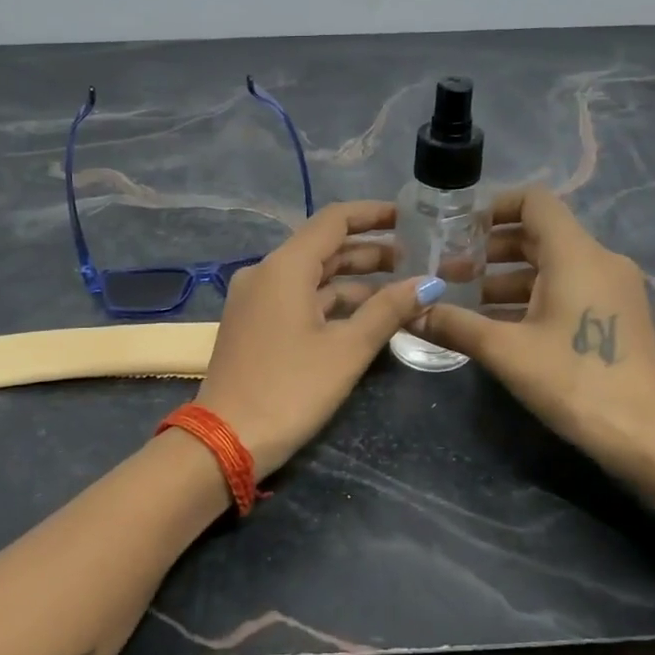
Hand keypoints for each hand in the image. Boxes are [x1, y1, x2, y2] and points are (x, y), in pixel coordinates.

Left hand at [196, 201, 436, 475]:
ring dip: (353, 280)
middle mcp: (265, 273)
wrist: (227, 440)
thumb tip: (428, 283)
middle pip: (323, 247)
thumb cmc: (291, 389)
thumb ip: (388, 310)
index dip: (373, 215)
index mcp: (284, 267)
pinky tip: (364, 315)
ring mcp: (256, 300)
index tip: (409, 218)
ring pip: (312, 276)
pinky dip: (331, 302)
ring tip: (399, 288)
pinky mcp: (254, 325)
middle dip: (369, 251)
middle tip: (415, 259)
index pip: (333, 220)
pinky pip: (298, 299)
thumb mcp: (347, 349)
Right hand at [410, 187, 654, 464]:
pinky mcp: (615, 315)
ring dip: (507, 276)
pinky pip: (567, 288)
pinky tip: (497, 323)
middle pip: (539, 234)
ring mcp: (612, 289)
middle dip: (490, 248)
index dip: (494, 205)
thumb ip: (455, 325)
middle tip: (448, 269)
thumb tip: (409, 313)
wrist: (647, 436)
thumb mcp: (506, 352)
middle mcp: (599, 260)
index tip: (457, 228)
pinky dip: (531, 296)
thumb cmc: (575, 381)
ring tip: (463, 298)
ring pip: (551, 266)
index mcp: (576, 254)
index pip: (534, 201)